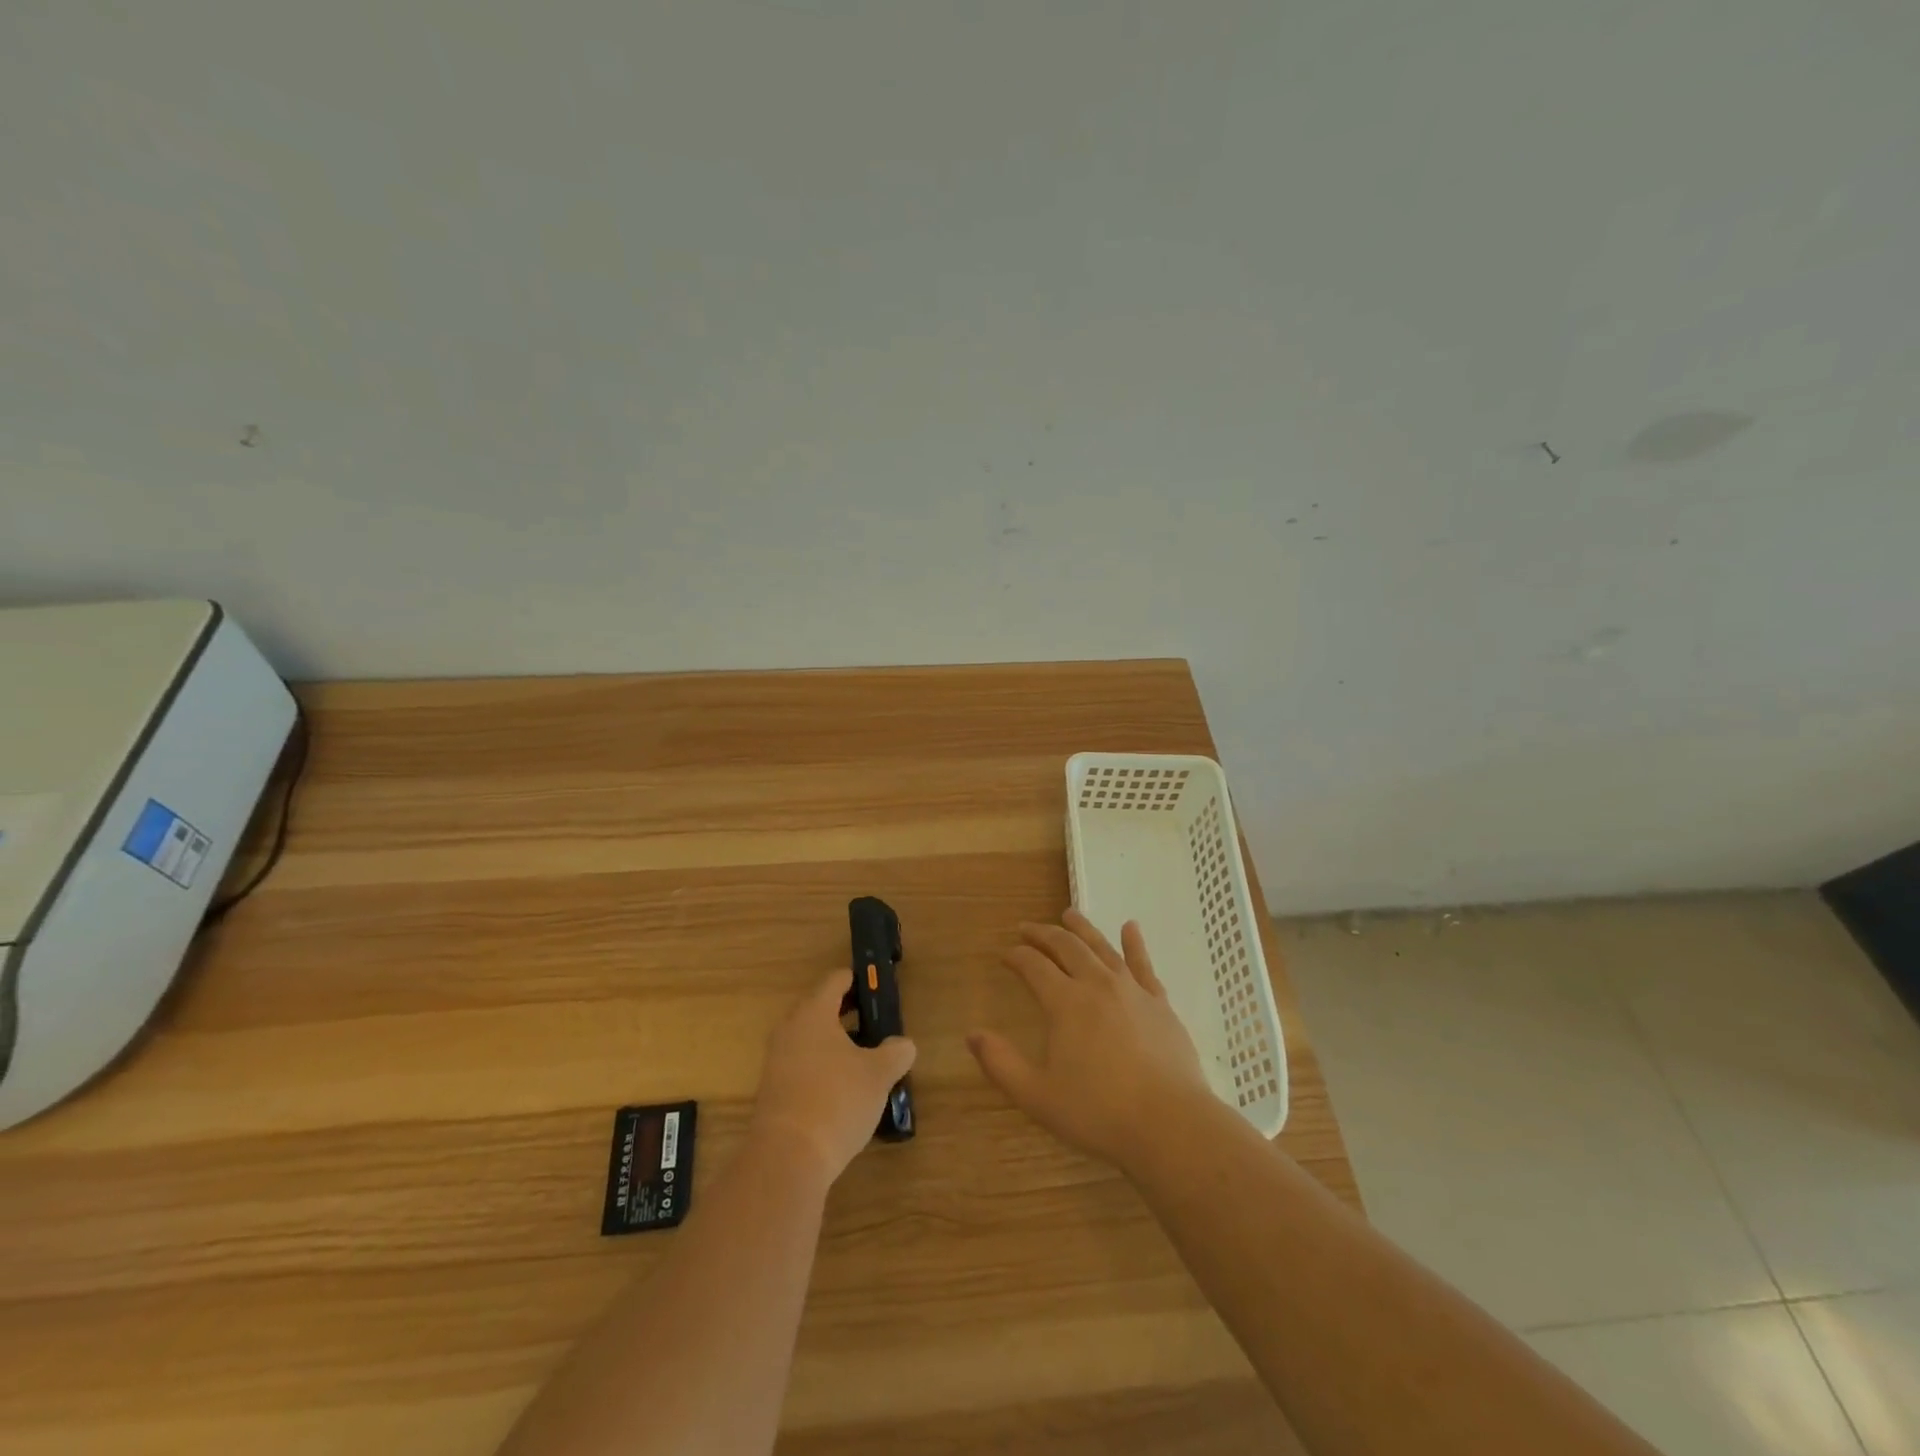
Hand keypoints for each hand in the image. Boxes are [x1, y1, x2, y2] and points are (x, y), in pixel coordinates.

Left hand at [750, 970, 916, 1185]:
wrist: (787, 1158)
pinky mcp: (773, 1091)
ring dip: (834, 1043)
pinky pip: (801, 1066)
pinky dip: (822, 1068)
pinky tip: (844, 1089)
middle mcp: (790, 1029)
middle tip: (875, 1022)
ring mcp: (777, 1061)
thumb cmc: (837, 1100)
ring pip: (810, 1040)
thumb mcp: (879, 1074)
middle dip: (847, 1013)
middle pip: (819, 1009)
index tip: (875, 986)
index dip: (856, 980)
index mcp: (814, 1013)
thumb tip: (904, 1045)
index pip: (835, 981)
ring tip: (865, 1058)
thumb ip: (895, 1053)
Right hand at [968, 909, 1211, 1171]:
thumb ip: (1001, 1063)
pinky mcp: (1160, 1003)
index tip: (1005, 954)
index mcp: (1064, 1002)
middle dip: (1043, 934)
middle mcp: (1096, 984)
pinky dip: (1134, 943)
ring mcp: (1131, 990)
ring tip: (1068, 914)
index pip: (1033, 966)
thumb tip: (972, 1035)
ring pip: (1102, 947)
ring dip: (1082, 928)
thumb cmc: (1098, 1112)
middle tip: (1027, 928)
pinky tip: (1130, 928)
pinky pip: (1143, 964)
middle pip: (1066, 947)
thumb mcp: (1037, 1096)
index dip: (1016, 956)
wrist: (1169, 1123)